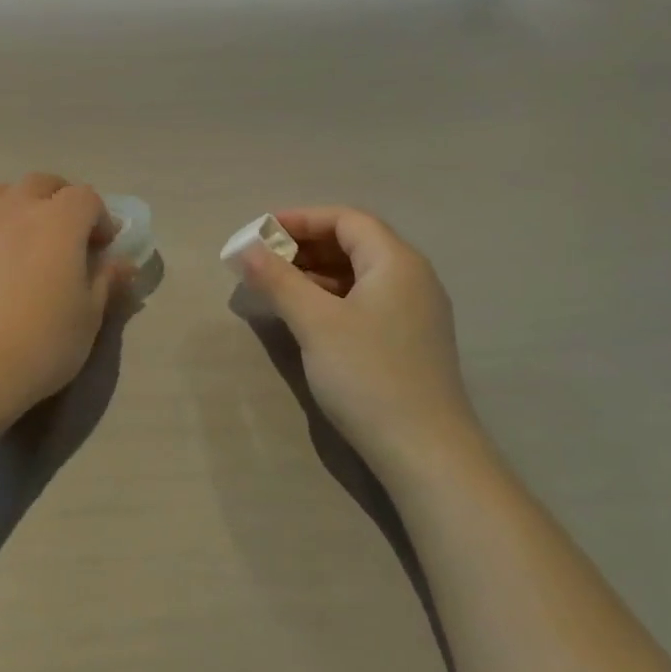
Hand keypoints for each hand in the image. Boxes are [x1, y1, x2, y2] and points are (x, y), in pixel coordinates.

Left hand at [0, 174, 130, 420]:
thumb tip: (123, 263)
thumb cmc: (43, 339)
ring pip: (10, 193)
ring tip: (35, 241)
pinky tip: (6, 261)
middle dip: (64, 202)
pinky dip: (2, 224)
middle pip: (45, 184)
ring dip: (28, 205)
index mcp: (60, 219)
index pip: (87, 197)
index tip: (103, 248)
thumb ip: (107, 281)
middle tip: (72, 238)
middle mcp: (20, 208)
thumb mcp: (89, 315)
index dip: (100, 218)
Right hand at [239, 207, 481, 472]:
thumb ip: (277, 280)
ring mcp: (414, 311)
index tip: (261, 232)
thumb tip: (245, 249)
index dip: (301, 219)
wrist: (425, 452)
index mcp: (396, 262)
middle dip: (306, 245)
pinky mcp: (408, 340)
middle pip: (354, 242)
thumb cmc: (368, 375)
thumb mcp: (315, 323)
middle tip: (263, 260)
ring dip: (316, 272)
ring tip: (276, 285)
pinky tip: (306, 315)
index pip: (346, 219)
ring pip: (359, 273)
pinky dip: (332, 296)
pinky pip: (365, 300)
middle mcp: (412, 278)